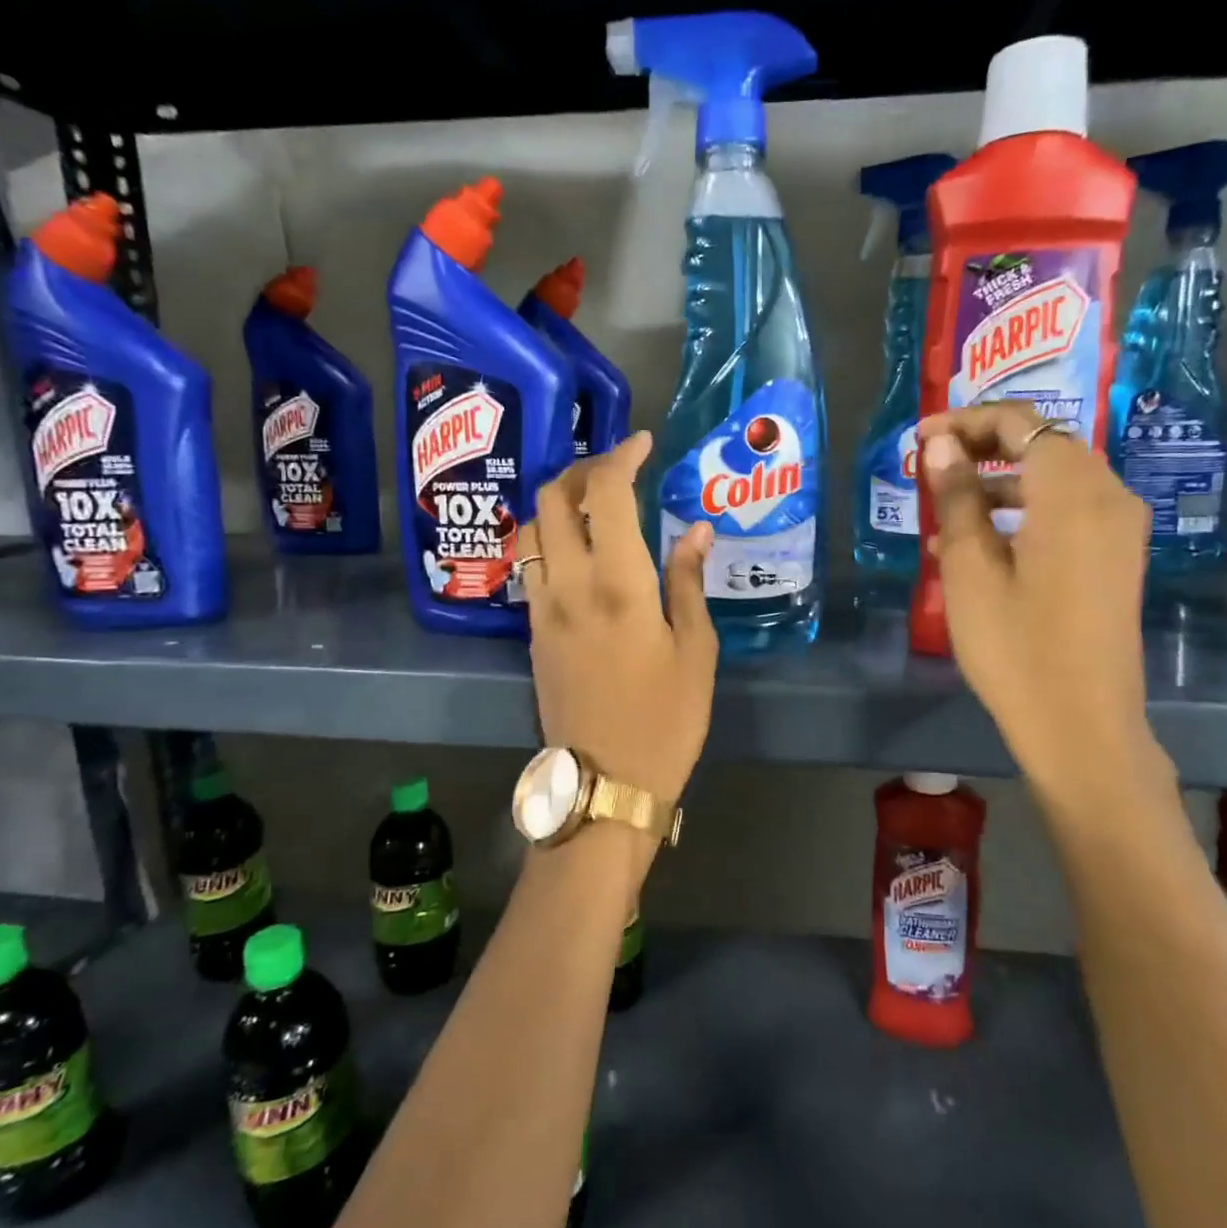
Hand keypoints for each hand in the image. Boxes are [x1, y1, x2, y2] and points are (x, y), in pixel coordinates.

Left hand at [516, 431, 719, 812]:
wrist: (605, 784)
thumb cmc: (666, 720)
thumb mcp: (696, 651)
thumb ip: (689, 582)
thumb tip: (695, 530)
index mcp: (618, 584)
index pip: (606, 493)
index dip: (622, 456)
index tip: (643, 443)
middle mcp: (568, 584)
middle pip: (553, 498)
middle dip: (581, 468)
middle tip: (617, 470)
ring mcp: (541, 608)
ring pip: (532, 529)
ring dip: (558, 502)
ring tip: (594, 504)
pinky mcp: (531, 633)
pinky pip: (530, 565)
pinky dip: (550, 539)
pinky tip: (578, 551)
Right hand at [920, 402, 1166, 806]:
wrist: (1081, 725)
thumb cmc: (1016, 647)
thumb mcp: (971, 570)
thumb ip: (958, 498)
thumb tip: (939, 446)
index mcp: (1072, 493)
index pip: (1020, 424)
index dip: (966, 421)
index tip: (920, 439)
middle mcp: (1108, 496)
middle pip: (1044, 443)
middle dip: (984, 444)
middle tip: (931, 463)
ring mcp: (1119, 528)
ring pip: (1055, 477)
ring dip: (1001, 479)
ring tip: (946, 505)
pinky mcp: (1116, 557)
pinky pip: (1068, 510)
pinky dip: (1024, 510)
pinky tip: (978, 542)